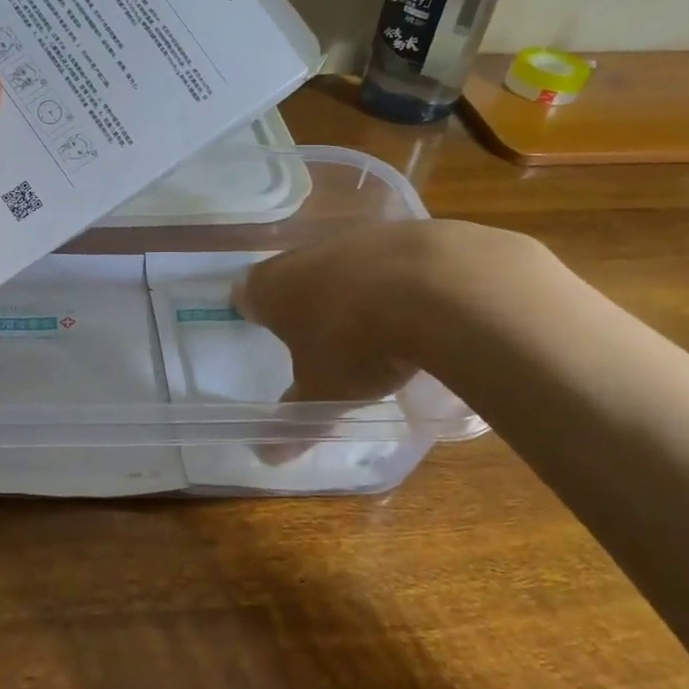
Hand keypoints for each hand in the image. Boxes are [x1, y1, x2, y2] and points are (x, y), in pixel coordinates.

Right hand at [236, 218, 551, 404]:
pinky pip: (393, 259)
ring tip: (371, 321)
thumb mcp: (325, 391)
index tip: (259, 322)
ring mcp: (360, 238)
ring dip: (352, 285)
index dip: (253, 308)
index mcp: (274, 287)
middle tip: (314, 327)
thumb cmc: (357, 343)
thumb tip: (265, 456)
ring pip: (344, 262)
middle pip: (294, 272)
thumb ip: (296, 417)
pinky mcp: (409, 232)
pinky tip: (421, 306)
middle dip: (302, 296)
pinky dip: (400, 279)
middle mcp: (308, 254)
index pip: (248, 293)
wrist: (440, 290)